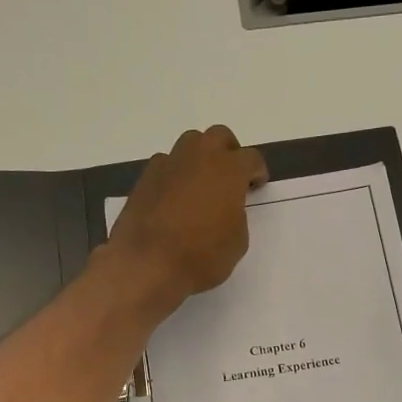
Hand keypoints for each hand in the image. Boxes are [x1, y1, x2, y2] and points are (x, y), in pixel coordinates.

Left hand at [107, 126, 267, 306]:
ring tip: (200, 185)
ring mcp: (168, 164)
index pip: (251, 158)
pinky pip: (165, 165)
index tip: (255, 185)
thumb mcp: (237, 242)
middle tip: (230, 177)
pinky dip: (174, 175)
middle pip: (218, 137)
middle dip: (228, 152)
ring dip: (199, 158)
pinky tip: (174, 198)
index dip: (257, 171)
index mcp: (229, 170)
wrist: (147, 264)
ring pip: (189, 144)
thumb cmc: (202, 256)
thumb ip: (236, 215)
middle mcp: (199, 158)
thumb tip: (226, 208)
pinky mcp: (144, 178)